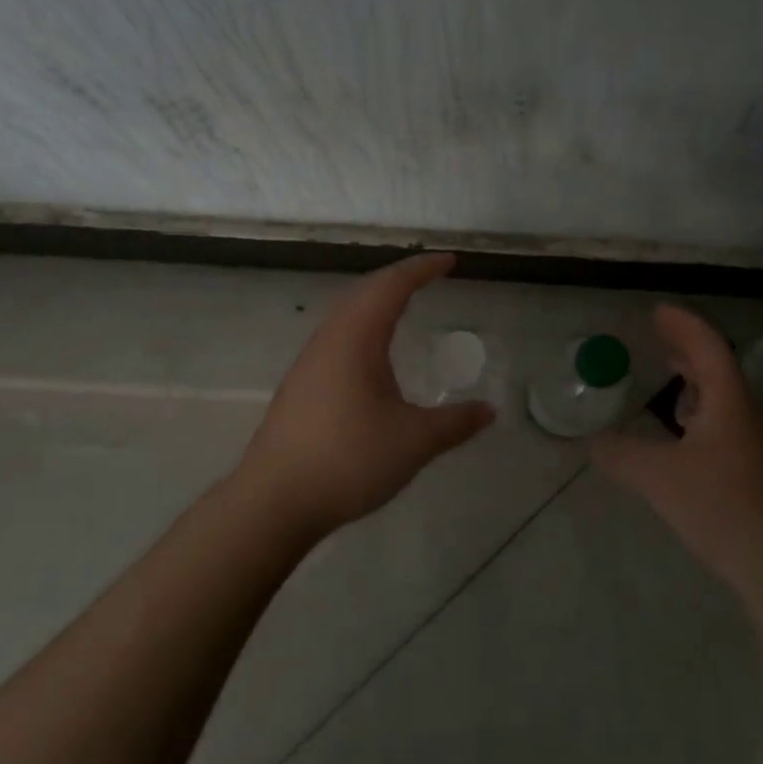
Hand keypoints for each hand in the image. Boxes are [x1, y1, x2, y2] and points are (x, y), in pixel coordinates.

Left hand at [238, 253, 495, 537]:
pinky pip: (337, 335)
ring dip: (376, 299)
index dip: (423, 269)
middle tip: (430, 275)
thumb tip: (489, 411)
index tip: (450, 261)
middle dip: (400, 277)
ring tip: (403, 304)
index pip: (393, 286)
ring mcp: (310, 362)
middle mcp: (330, 339)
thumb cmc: (348, 460)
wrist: (273, 502)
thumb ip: (455, 423)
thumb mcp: (414, 442)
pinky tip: (371, 353)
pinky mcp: (301, 385)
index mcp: (357, 338)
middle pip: (366, 291)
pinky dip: (363, 324)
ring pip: (347, 312)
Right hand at [590, 305, 762, 592]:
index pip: (708, 347)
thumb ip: (621, 454)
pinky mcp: (744, 464)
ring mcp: (747, 439)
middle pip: (717, 365)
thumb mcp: (659, 476)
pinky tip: (678, 423)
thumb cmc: (718, 505)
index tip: (656, 311)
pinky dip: (695, 404)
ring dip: (693, 373)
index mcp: (727, 401)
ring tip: (667, 367)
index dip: (683, 325)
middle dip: (687, 344)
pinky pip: (718, 416)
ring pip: (719, 392)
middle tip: (656, 332)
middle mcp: (741, 412)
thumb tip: (592, 441)